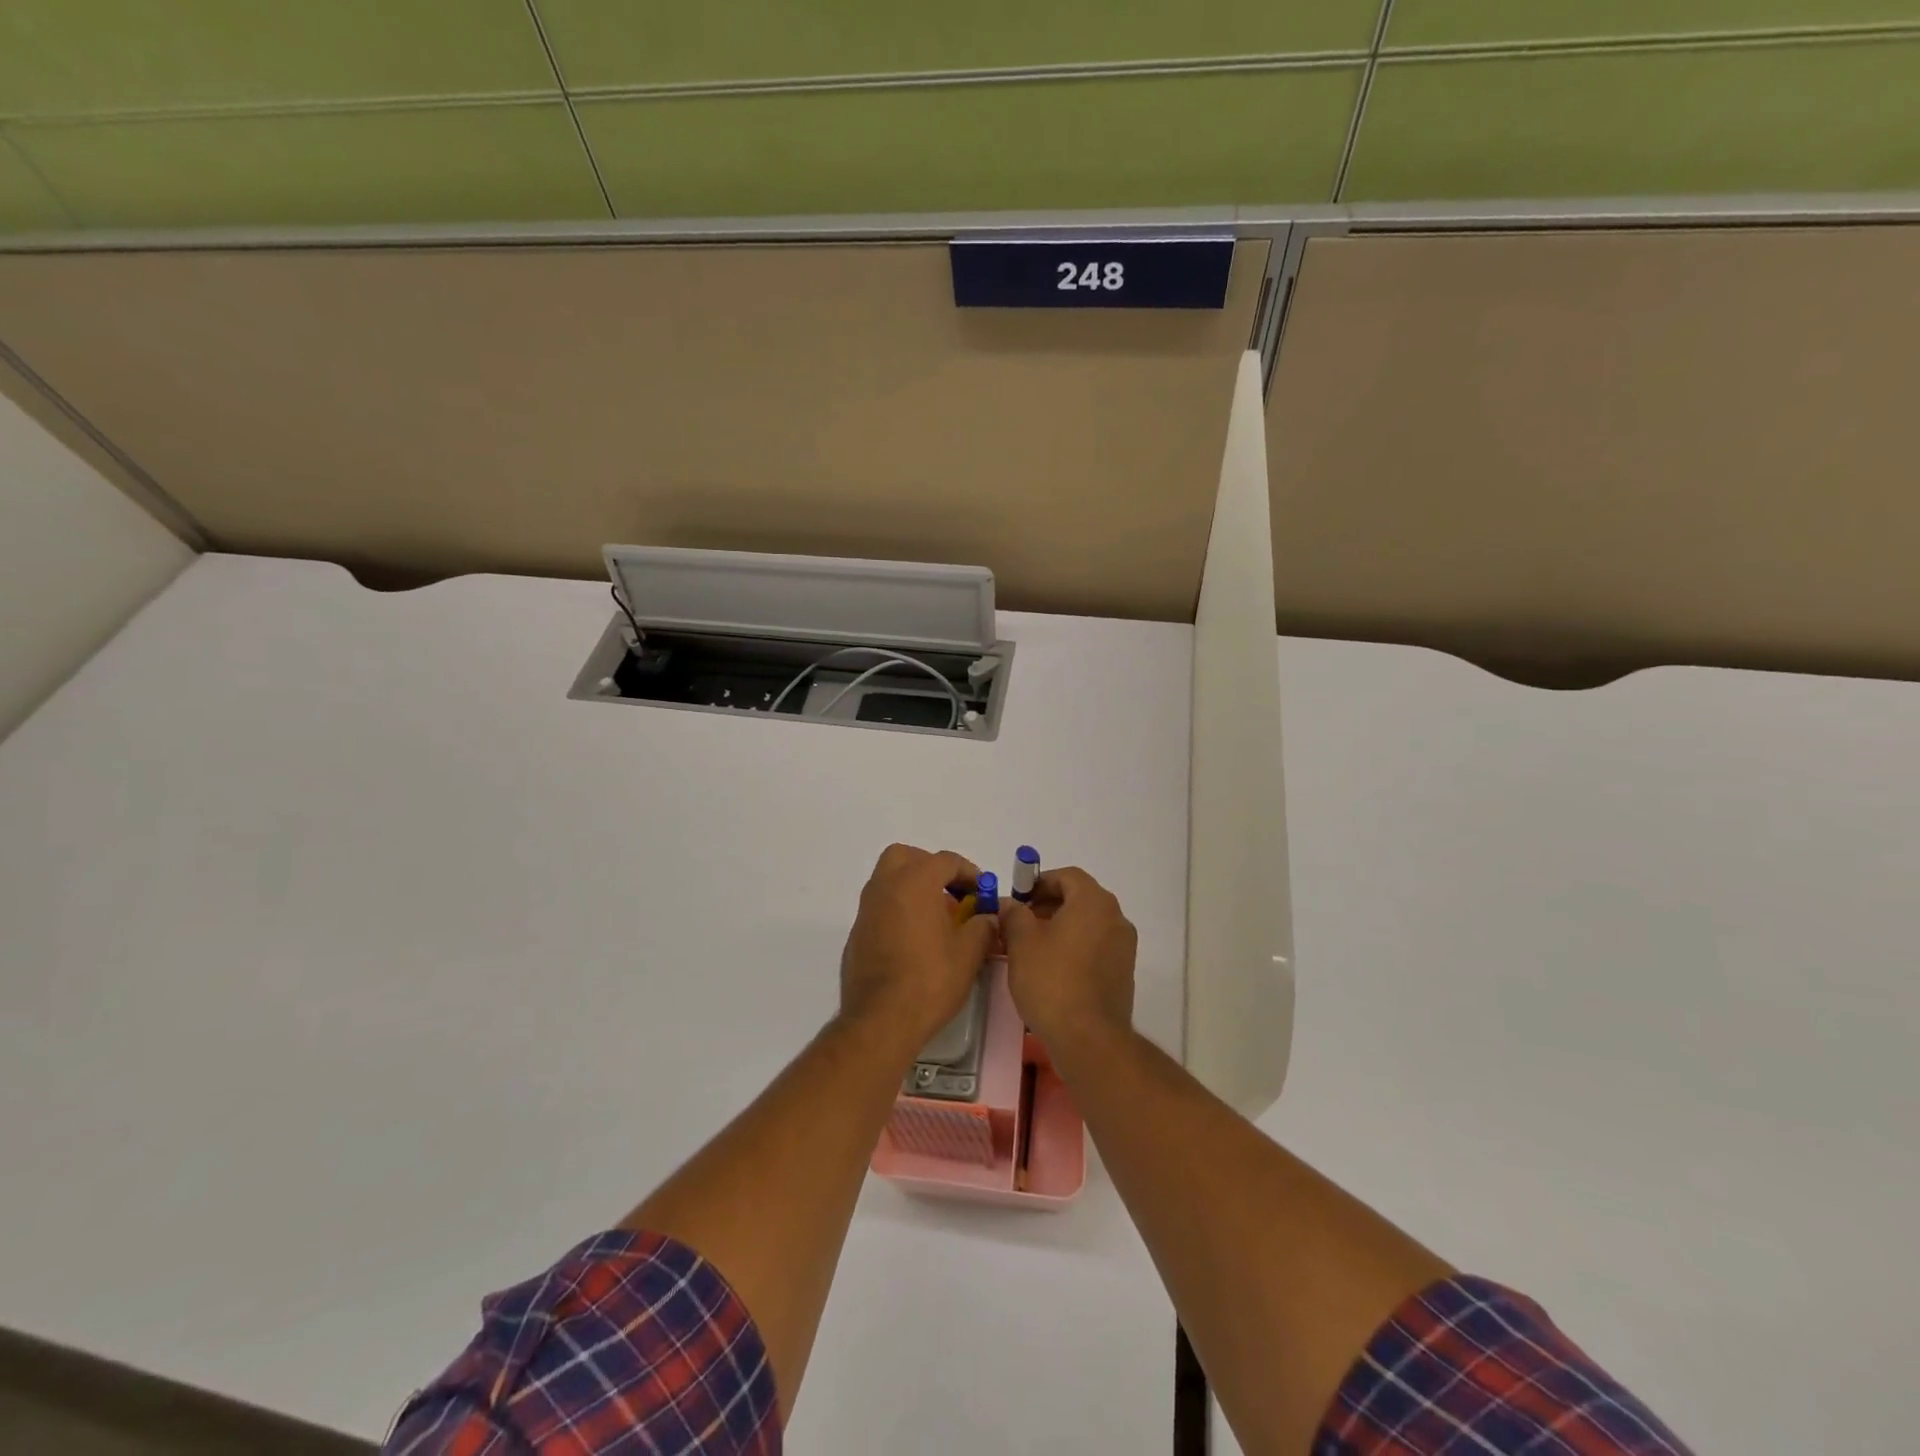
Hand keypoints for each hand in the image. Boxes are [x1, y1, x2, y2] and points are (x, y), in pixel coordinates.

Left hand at [839, 844, 996, 1054]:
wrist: (880, 1020)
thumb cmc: (929, 980)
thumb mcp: (969, 954)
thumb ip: (982, 927)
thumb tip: (987, 918)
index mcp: (915, 881)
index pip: (946, 861)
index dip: (969, 873)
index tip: (983, 892)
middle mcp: (885, 886)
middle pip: (906, 857)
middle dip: (930, 867)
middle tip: (951, 891)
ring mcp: (866, 909)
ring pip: (889, 880)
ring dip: (913, 887)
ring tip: (937, 917)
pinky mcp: (857, 933)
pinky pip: (880, 907)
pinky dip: (898, 910)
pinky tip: (915, 940)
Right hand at [999, 866, 1136, 1056]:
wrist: (1088, 1038)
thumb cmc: (1051, 981)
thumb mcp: (1021, 942)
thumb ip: (1014, 914)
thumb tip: (1009, 904)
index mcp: (1094, 902)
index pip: (1067, 876)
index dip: (1039, 882)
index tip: (1018, 900)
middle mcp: (1115, 917)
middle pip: (1079, 898)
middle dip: (1048, 905)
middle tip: (1021, 923)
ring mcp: (1124, 946)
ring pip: (1088, 923)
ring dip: (1061, 927)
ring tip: (1032, 948)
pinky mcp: (1124, 971)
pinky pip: (1096, 945)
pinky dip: (1076, 946)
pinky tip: (1053, 968)